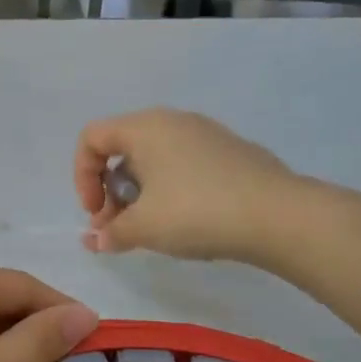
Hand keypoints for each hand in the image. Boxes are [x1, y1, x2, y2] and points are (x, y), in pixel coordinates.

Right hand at [75, 108, 301, 262]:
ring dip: (138, 194)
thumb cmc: (196, 212)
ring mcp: (206, 135)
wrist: (279, 216)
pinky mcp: (230, 153)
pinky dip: (169, 190)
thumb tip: (95, 240)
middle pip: (122, 149)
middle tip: (116, 228)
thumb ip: (111, 232)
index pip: (92, 138)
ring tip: (148, 230)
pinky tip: (184, 222)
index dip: (81, 176)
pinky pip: (183, 165)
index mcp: (145, 127)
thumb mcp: (143, 227)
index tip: (94, 213)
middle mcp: (173, 121)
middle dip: (109, 191)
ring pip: (154, 159)